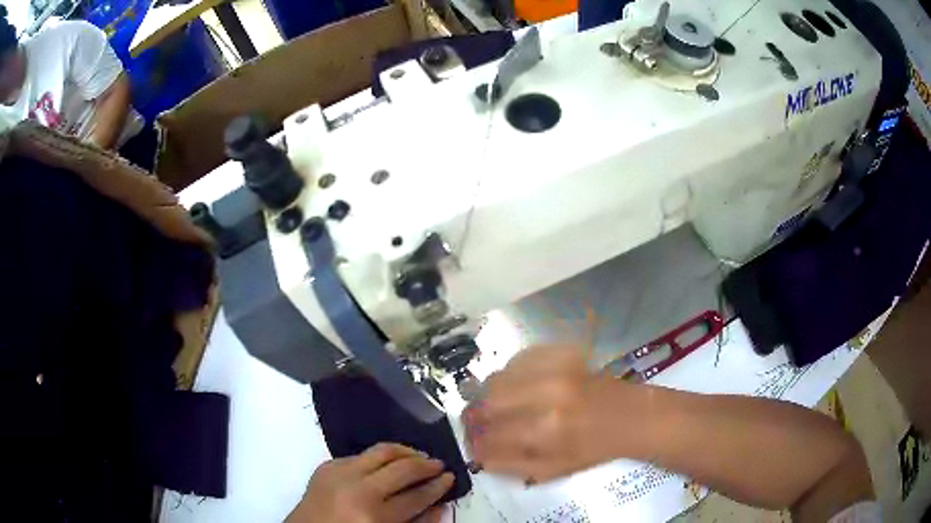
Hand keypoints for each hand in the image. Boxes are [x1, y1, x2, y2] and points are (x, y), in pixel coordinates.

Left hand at [287, 443, 453, 522]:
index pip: (416, 496)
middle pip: (402, 469)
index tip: (450, 477)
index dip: (437, 486)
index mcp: (374, 515)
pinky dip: (377, 458)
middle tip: (438, 464)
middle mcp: (358, 490)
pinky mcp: (326, 465)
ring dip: (404, 451)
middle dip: (426, 464)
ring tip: (418, 455)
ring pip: (381, 451)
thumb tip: (440, 505)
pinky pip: (359, 455)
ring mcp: (339, 473)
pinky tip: (386, 464)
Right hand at [465, 345, 639, 483]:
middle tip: (478, 425)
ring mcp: (553, 369)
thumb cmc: (593, 449)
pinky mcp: (559, 353)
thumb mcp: (552, 471)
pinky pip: (516, 361)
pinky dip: (509, 376)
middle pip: (486, 401)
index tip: (472, 446)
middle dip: (475, 417)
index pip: (489, 436)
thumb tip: (478, 456)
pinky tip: (516, 388)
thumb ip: (510, 465)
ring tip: (497, 407)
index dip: (474, 443)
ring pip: (497, 378)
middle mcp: (545, 395)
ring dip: (489, 396)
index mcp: (544, 431)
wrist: (628, 416)